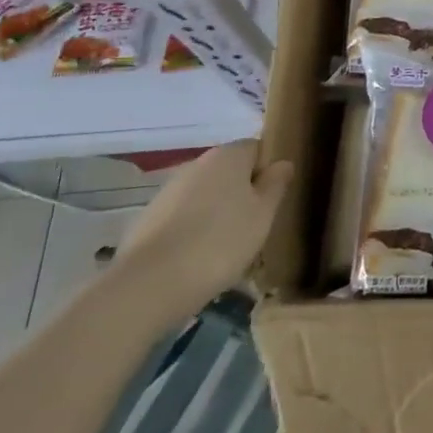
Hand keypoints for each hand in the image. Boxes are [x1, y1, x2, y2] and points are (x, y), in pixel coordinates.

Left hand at [111, 141, 290, 320]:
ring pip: (205, 195)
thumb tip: (283, 163)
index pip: (257, 148)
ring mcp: (168, 190)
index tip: (273, 199)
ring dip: (218, 212)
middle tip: (255, 225)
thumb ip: (276, 184)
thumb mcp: (263, 214)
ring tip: (227, 246)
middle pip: (230, 171)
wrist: (150, 283)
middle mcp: (196, 164)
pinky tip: (199, 257)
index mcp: (228, 156)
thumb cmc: (221, 241)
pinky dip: (194, 229)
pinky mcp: (148, 218)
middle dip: (243, 192)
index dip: (268, 171)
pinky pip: (183, 216)